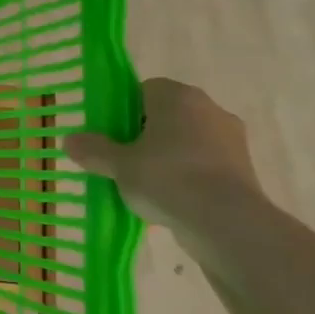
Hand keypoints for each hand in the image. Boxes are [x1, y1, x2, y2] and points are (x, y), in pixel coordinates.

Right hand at [64, 77, 263, 227]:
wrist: (228, 223)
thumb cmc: (167, 178)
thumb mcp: (118, 164)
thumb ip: (93, 150)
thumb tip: (70, 140)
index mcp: (178, 97)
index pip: (145, 89)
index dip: (124, 109)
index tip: (111, 133)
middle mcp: (210, 109)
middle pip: (167, 115)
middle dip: (145, 134)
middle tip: (122, 158)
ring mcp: (232, 140)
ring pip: (187, 140)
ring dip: (167, 156)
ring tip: (144, 183)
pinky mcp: (244, 170)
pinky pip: (204, 164)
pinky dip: (188, 175)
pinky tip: (171, 198)